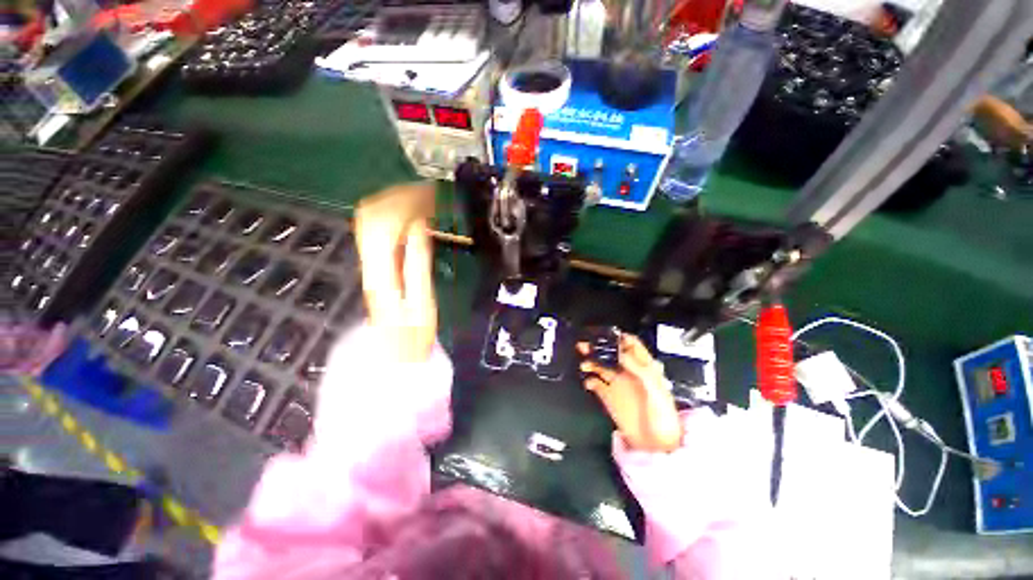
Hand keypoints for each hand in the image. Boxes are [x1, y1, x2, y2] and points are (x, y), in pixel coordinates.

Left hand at [355, 182, 437, 362]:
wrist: (394, 354)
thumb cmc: (413, 334)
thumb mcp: (422, 300)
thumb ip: (418, 262)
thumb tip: (419, 225)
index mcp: (380, 267)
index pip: (380, 221)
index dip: (405, 203)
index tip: (431, 196)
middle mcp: (369, 259)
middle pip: (372, 213)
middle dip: (402, 197)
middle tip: (432, 193)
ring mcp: (371, 260)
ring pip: (373, 219)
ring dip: (399, 203)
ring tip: (427, 199)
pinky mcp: (378, 264)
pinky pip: (381, 230)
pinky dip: (397, 217)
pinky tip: (416, 216)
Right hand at [578, 334, 682, 452]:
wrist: (656, 446)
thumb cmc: (663, 416)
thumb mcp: (656, 390)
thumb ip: (640, 370)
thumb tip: (621, 354)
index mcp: (644, 367)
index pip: (631, 345)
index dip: (620, 338)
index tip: (607, 334)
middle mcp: (628, 372)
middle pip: (611, 353)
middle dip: (599, 346)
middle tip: (587, 344)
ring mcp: (617, 384)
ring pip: (600, 366)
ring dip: (591, 361)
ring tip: (584, 363)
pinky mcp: (608, 397)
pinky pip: (595, 384)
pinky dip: (589, 380)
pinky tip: (588, 382)